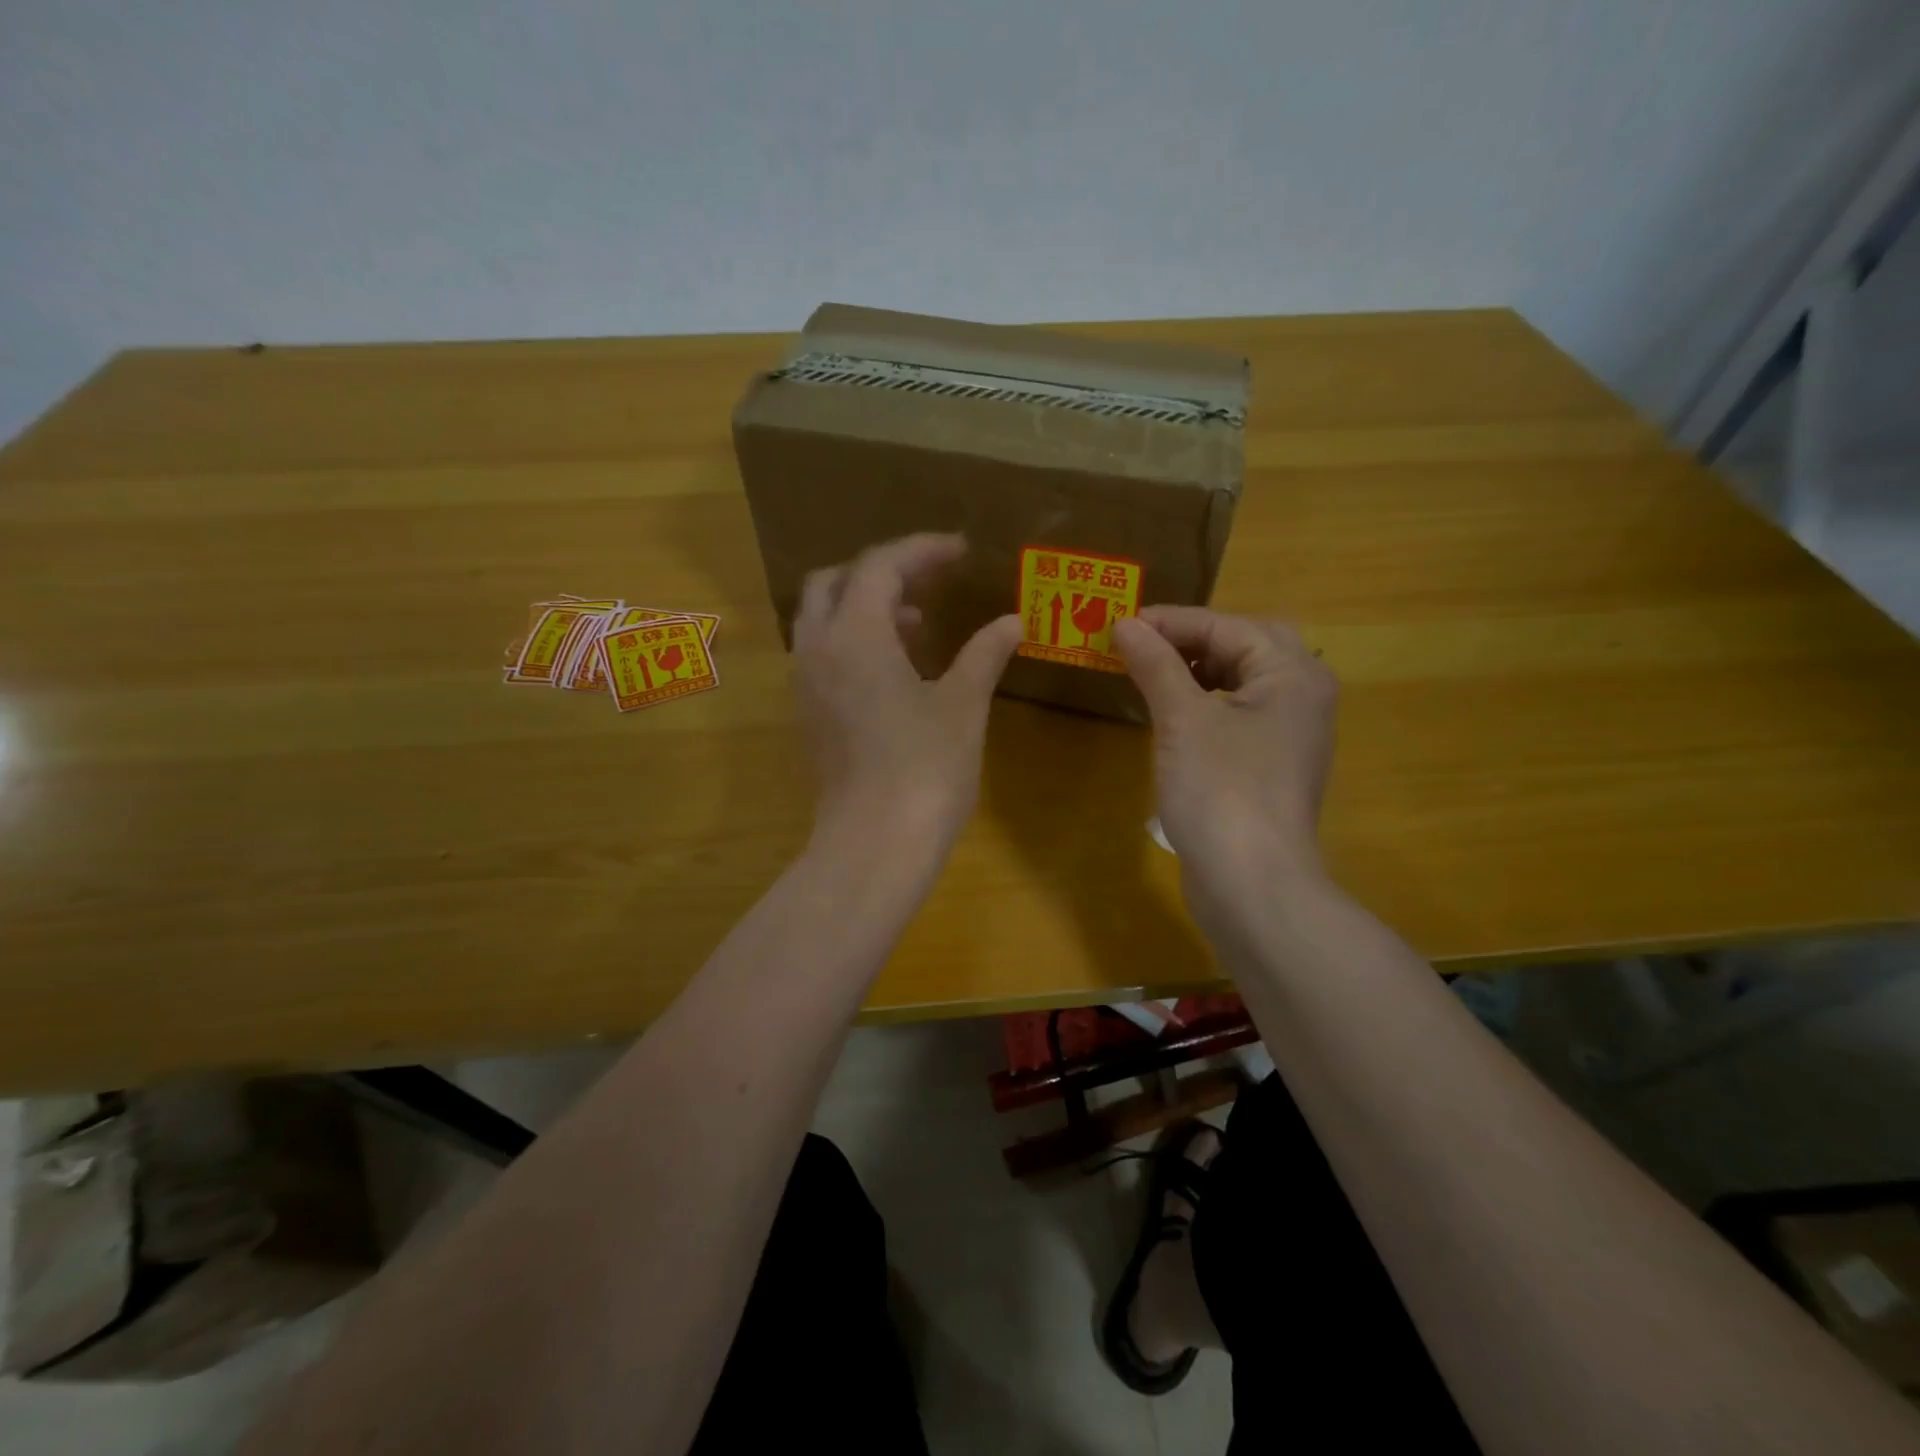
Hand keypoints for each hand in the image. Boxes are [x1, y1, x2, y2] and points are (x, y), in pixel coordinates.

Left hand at [795, 533, 1021, 850]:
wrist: (873, 845)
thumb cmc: (924, 769)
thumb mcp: (962, 705)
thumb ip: (984, 654)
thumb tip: (1012, 622)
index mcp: (855, 634)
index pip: (880, 565)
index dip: (921, 550)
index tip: (960, 551)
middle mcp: (818, 649)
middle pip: (834, 582)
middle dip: (881, 572)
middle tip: (928, 583)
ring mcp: (805, 685)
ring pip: (823, 619)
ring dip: (865, 607)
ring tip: (918, 625)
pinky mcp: (808, 716)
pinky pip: (822, 655)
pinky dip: (854, 641)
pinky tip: (895, 670)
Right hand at [1114, 607, 1337, 912]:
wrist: (1252, 884)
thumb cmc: (1221, 791)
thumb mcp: (1182, 720)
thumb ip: (1157, 665)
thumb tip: (1125, 624)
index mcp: (1292, 674)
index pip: (1227, 627)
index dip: (1172, 622)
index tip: (1120, 623)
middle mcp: (1301, 695)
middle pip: (1245, 646)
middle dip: (1192, 640)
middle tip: (1144, 644)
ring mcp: (1289, 733)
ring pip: (1242, 680)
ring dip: (1197, 670)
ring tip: (1150, 673)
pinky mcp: (1271, 764)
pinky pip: (1238, 713)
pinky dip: (1205, 702)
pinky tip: (1172, 714)